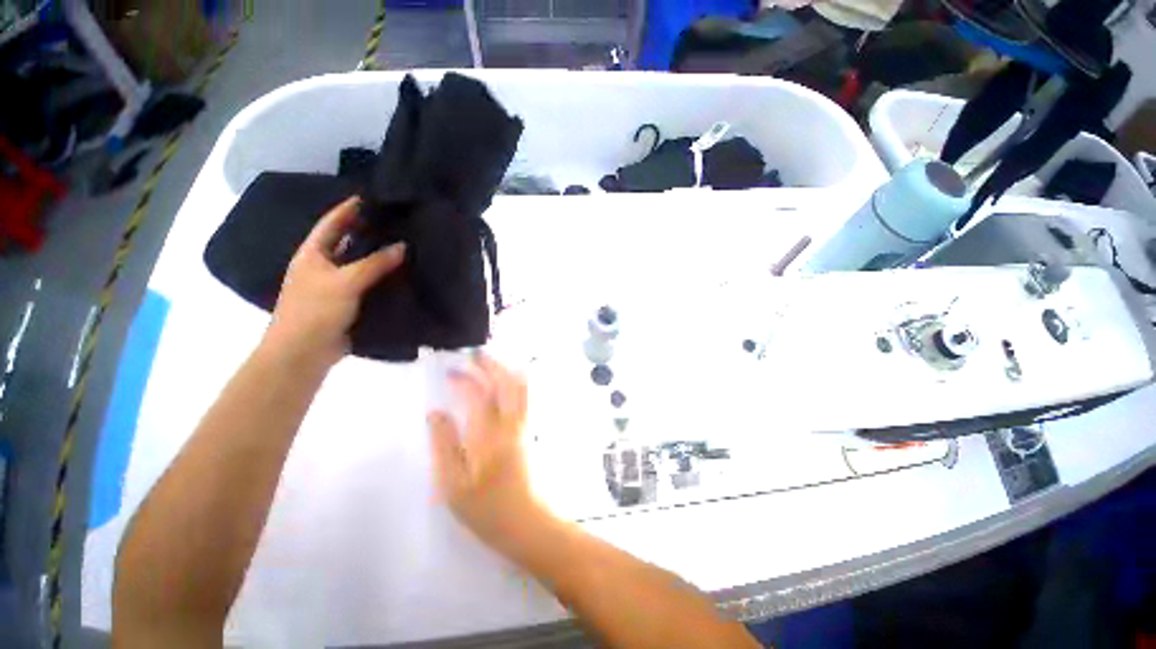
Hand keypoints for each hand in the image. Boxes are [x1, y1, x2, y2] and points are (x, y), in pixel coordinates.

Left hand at [262, 197, 404, 368]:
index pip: (332, 224)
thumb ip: (375, 264)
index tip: (371, 198)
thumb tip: (402, 246)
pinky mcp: (347, 304)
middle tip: (394, 222)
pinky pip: (367, 285)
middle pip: (346, 243)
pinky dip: (382, 279)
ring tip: (403, 246)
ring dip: (378, 257)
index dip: (349, 209)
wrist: (304, 352)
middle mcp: (322, 266)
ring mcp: (334, 286)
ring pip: (359, 265)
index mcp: (313, 254)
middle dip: (367, 232)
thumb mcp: (346, 282)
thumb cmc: (316, 310)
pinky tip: (400, 276)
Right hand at [428, 354, 547, 556]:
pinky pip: (525, 397)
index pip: (478, 394)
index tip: (450, 372)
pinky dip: (516, 382)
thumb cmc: (485, 508)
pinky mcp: (529, 430)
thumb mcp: (453, 483)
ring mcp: (524, 425)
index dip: (465, 379)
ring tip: (490, 362)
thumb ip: (444, 444)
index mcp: (488, 434)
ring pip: (519, 387)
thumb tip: (435, 412)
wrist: (525, 522)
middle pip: (505, 382)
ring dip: (505, 370)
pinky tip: (507, 382)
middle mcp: (510, 422)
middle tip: (473, 355)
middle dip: (490, 365)